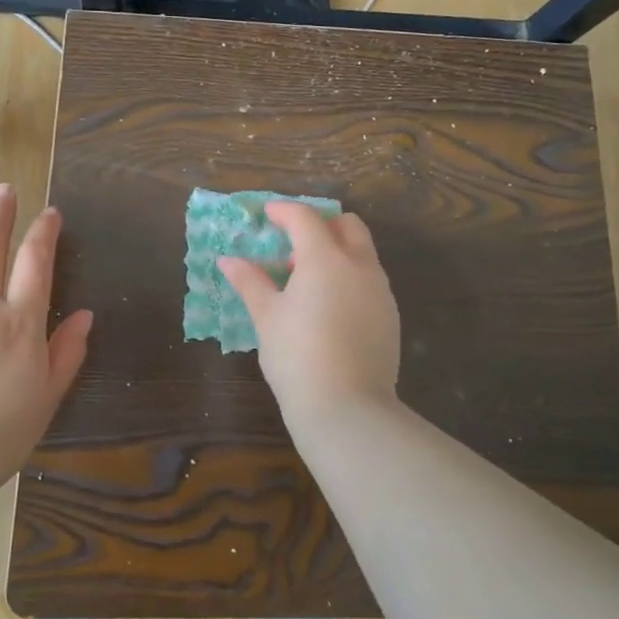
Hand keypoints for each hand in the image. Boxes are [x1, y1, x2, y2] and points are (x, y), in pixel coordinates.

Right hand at [218, 203, 401, 420]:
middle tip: (293, 246)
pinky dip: (350, 278)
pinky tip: (329, 308)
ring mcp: (380, 291)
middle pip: (347, 225)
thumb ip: (250, 282)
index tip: (267, 215)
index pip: (305, 218)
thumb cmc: (297, 356)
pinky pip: (370, 281)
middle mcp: (360, 266)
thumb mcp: (267, 317)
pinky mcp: (390, 315)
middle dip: (320, 226)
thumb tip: (228, 261)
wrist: (346, 407)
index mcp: (326, 258)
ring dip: (337, 253)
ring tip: (307, 282)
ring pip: (362, 253)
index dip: (284, 211)